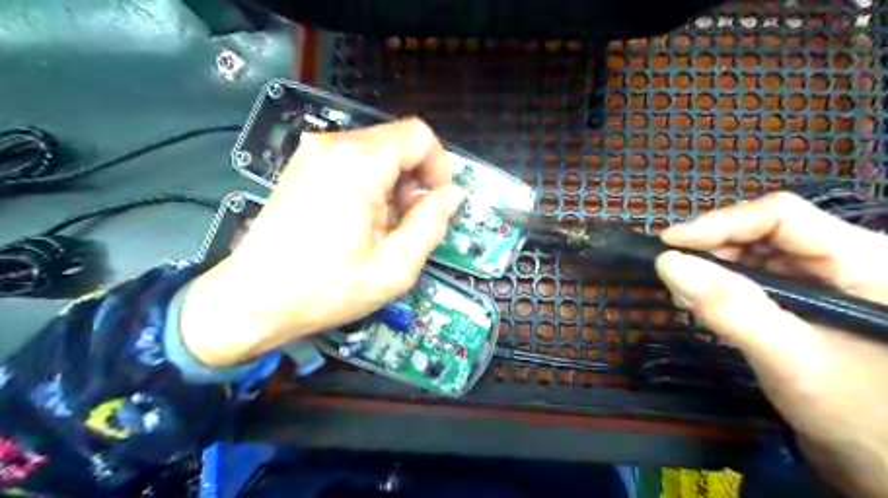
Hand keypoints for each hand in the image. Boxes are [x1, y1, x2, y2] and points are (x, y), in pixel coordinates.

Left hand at [177, 119, 461, 366]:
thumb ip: (431, 224)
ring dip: (393, 185)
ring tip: (382, 228)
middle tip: (408, 224)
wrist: (252, 300)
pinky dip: (370, 185)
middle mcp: (333, 145)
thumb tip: (452, 195)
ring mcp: (313, 153)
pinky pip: (354, 162)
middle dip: (415, 180)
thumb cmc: (325, 288)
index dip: (439, 168)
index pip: (419, 136)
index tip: (436, 204)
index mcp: (358, 163)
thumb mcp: (394, 268)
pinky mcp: (303, 167)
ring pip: (378, 152)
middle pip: (398, 142)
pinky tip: (360, 221)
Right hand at [655, 193, 886, 495]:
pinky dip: (723, 286)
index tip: (668, 244)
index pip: (780, 217)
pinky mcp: (808, 301)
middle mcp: (846, 260)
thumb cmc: (861, 417)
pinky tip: (703, 303)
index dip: (719, 223)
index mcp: (864, 261)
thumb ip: (731, 309)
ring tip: (683, 290)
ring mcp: (826, 281)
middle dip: (712, 248)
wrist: (885, 465)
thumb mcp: (792, 360)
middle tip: (670, 270)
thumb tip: (667, 263)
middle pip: (765, 231)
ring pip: (757, 253)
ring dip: (714, 267)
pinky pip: (757, 279)